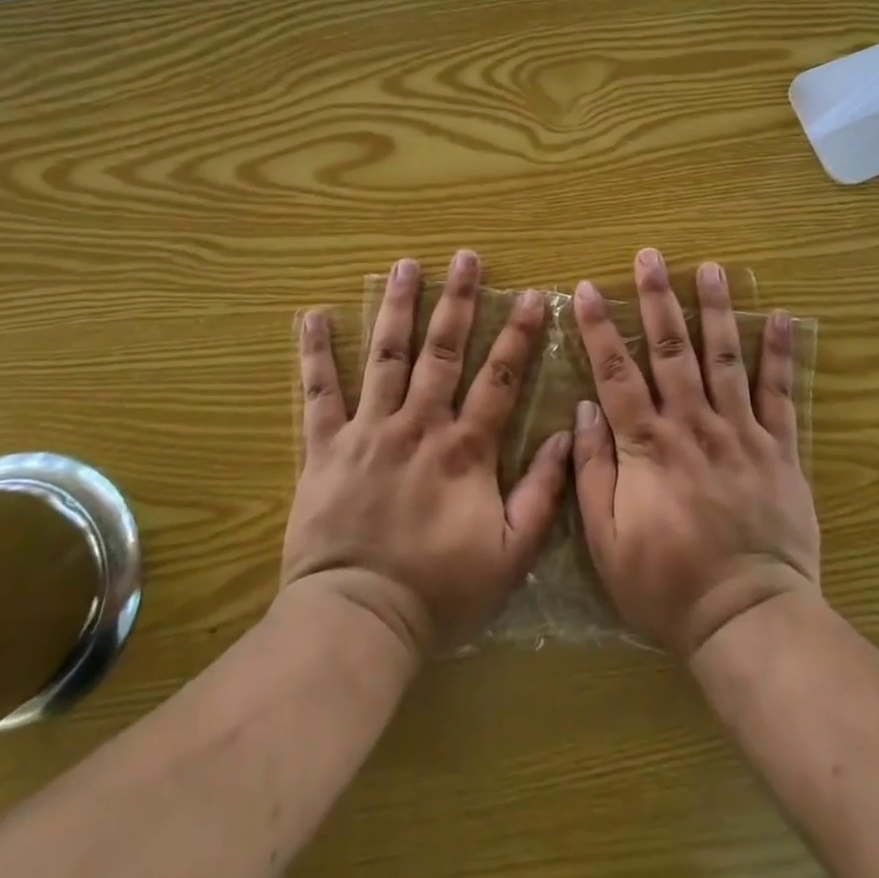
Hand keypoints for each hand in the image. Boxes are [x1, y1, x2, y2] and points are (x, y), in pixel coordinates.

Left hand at [284, 250, 571, 658]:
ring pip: (386, 355)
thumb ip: (542, 494)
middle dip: (458, 300)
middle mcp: (418, 425)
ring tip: (405, 265)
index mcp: (465, 450)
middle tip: (465, 257)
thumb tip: (565, 435)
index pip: (501, 378)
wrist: (358, 620)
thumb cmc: (439, 593)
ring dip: (397, 307)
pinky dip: (315, 353)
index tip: (531, 295)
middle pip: (443, 351)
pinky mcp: (325, 446)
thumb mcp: (510, 556)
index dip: (519, 335)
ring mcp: (368, 430)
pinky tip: (313, 315)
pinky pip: (318, 392)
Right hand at [570, 248, 819, 657]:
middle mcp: (693, 426)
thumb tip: (585, 409)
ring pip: (724, 358)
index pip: (615, 373)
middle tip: (650, 255)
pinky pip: (779, 393)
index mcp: (647, 446)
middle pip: (670, 350)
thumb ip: (593, 472)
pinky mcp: (779, 449)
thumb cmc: (666, 586)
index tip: (586, 288)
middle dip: (657, 299)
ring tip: (711, 268)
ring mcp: (740, 433)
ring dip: (715, 309)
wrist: (748, 620)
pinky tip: (780, 317)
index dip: (599, 328)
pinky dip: (779, 354)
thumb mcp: (606, 542)